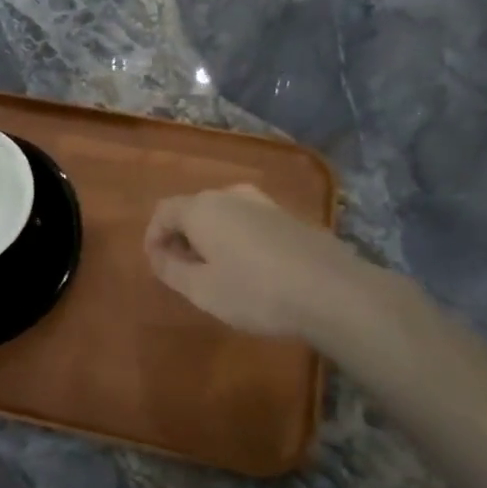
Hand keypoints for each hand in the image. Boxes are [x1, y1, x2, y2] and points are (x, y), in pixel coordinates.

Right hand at [143, 185, 353, 338]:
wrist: (332, 291)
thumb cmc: (256, 292)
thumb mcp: (202, 290)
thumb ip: (171, 269)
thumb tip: (157, 255)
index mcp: (202, 208)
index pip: (163, 211)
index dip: (153, 237)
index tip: (156, 265)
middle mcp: (231, 195)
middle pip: (194, 209)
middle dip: (182, 237)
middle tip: (184, 271)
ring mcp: (265, 203)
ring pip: (224, 214)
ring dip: (212, 238)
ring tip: (217, 272)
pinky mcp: (290, 217)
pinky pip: (250, 222)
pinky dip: (238, 239)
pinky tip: (252, 269)